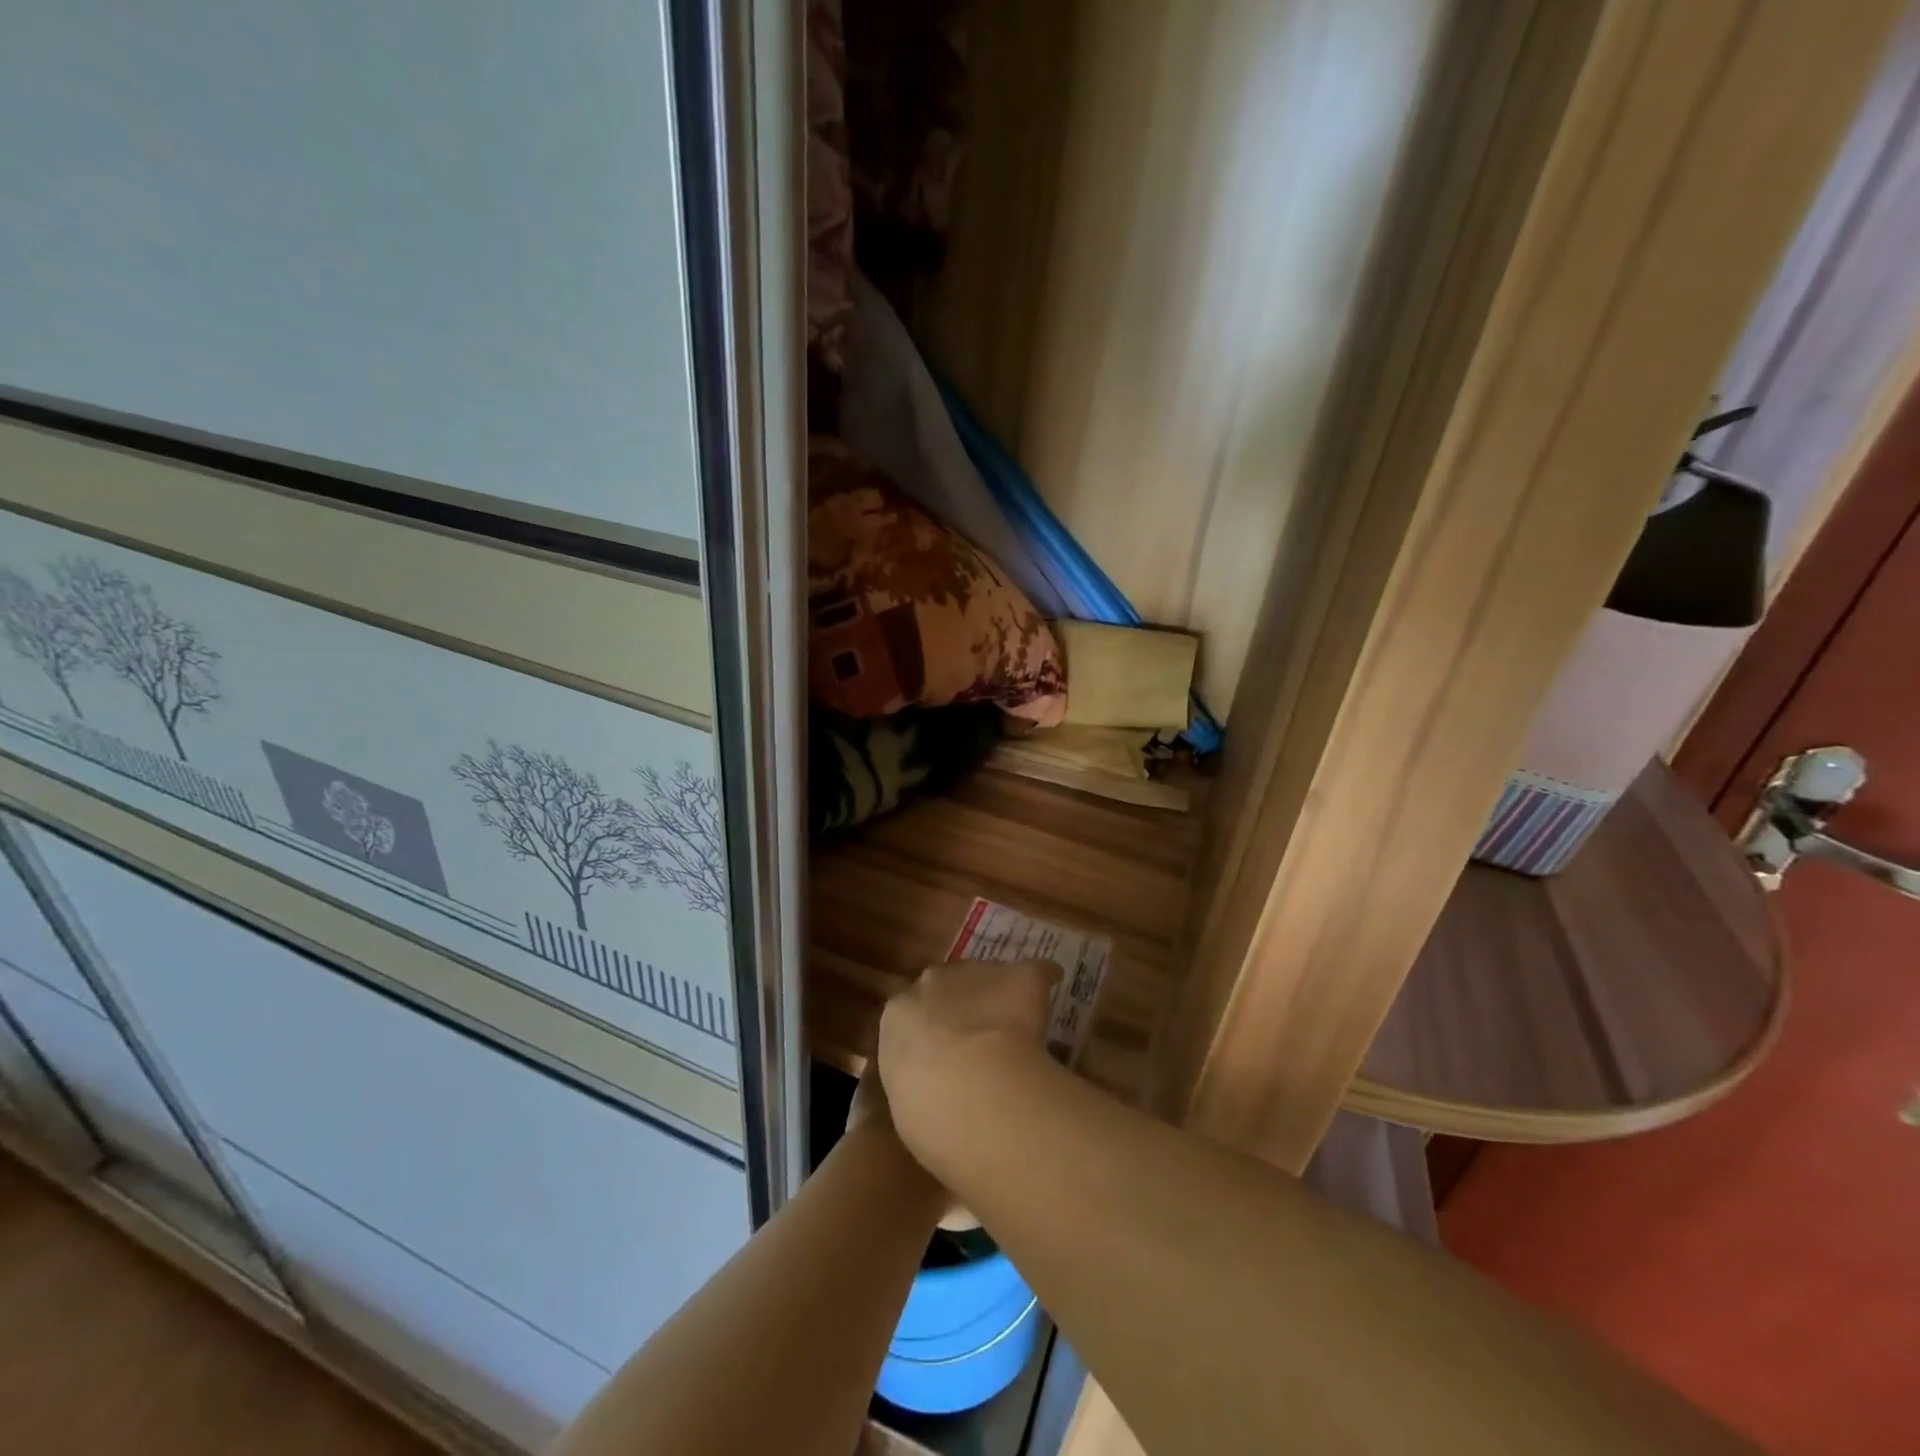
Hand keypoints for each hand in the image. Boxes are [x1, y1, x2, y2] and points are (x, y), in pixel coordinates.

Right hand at [877, 959, 1061, 1173]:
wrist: (968, 1086)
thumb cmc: (925, 1110)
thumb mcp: (907, 1103)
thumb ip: (916, 1087)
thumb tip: (934, 1097)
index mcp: (897, 1016)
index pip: (911, 1012)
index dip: (931, 1029)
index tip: (944, 1047)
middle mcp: (931, 984)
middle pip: (946, 984)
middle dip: (961, 1002)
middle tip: (978, 1030)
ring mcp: (974, 974)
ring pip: (987, 975)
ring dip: (997, 991)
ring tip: (1014, 1015)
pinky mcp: (1018, 976)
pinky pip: (1034, 972)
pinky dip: (1043, 978)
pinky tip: (1053, 984)